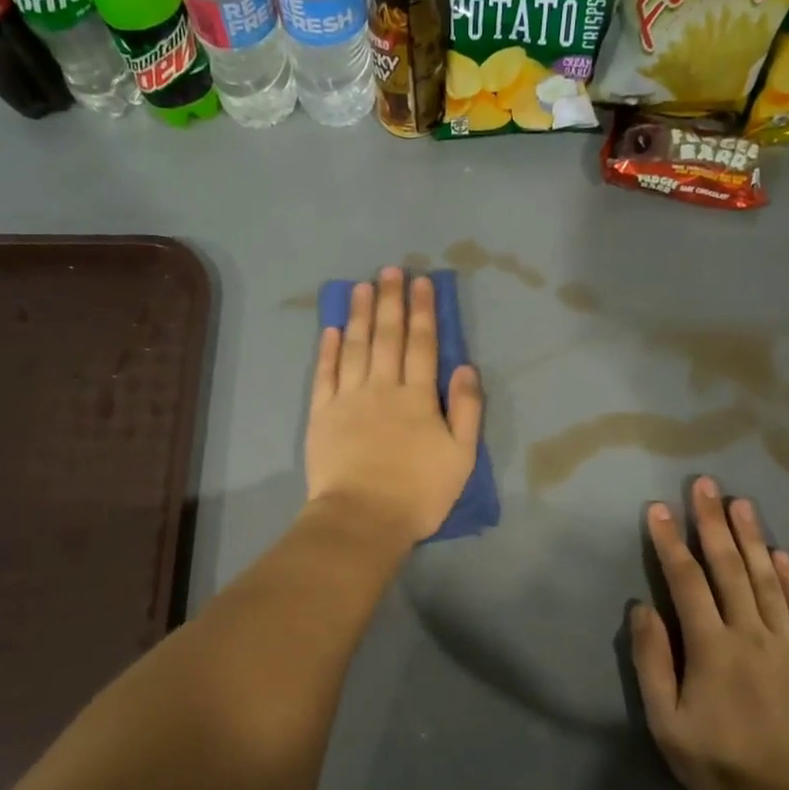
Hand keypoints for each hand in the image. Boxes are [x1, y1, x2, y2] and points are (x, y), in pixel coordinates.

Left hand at [305, 267, 482, 544]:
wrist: (363, 519)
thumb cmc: (418, 493)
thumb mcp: (461, 457)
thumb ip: (467, 410)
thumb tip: (465, 367)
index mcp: (418, 398)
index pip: (422, 344)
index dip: (423, 311)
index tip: (422, 283)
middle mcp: (382, 388)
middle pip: (387, 337)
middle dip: (391, 301)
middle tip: (390, 270)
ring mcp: (348, 399)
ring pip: (355, 347)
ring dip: (360, 315)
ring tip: (362, 286)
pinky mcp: (321, 415)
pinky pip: (325, 374)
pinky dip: (328, 350)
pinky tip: (332, 329)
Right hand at [632, 478, 788, 789]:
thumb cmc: (720, 765)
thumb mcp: (666, 721)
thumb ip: (652, 661)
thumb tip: (642, 608)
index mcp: (710, 647)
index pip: (686, 581)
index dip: (670, 542)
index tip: (658, 508)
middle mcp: (750, 634)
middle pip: (729, 568)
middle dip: (712, 523)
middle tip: (705, 484)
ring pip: (767, 579)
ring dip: (752, 538)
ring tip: (741, 502)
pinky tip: (782, 553)